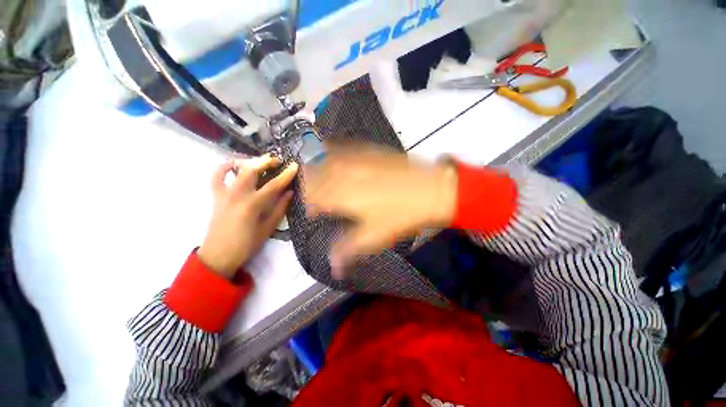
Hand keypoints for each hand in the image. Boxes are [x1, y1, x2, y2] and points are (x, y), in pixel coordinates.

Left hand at [198, 155, 298, 278]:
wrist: (219, 255)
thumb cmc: (247, 244)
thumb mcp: (268, 228)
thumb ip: (280, 208)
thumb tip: (290, 192)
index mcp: (252, 205)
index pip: (273, 185)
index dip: (286, 174)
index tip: (295, 165)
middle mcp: (237, 195)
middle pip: (251, 170)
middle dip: (266, 161)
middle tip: (278, 160)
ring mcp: (224, 194)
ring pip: (235, 170)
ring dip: (249, 162)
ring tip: (260, 161)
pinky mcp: (216, 196)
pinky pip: (216, 177)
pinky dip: (223, 167)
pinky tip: (233, 164)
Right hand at [304, 147, 457, 277]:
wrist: (430, 190)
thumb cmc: (401, 216)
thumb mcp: (374, 237)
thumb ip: (348, 250)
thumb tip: (334, 268)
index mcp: (342, 196)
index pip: (314, 198)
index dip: (311, 205)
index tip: (313, 212)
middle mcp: (345, 175)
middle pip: (316, 177)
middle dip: (310, 187)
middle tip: (315, 197)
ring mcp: (358, 161)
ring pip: (326, 161)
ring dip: (318, 170)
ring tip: (319, 178)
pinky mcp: (370, 152)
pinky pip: (344, 149)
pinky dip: (334, 153)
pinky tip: (334, 157)